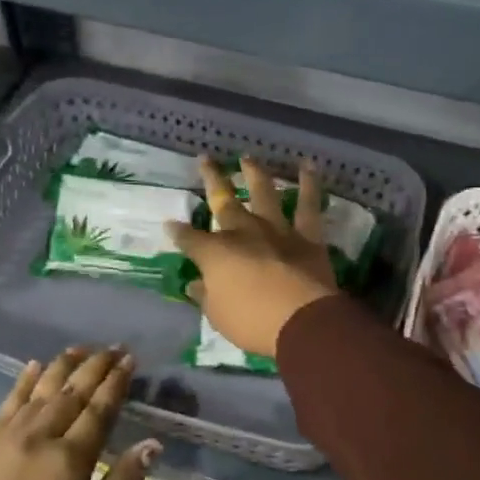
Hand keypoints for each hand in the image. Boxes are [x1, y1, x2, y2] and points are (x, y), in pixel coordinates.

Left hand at [0, 347, 158, 479]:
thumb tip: (150, 444)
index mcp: (70, 460)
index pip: (100, 409)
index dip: (116, 382)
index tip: (130, 359)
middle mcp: (40, 437)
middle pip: (73, 392)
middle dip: (96, 366)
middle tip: (115, 347)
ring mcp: (8, 437)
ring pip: (42, 389)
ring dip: (63, 365)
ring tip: (82, 348)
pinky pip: (9, 401)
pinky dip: (24, 381)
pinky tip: (33, 366)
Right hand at [166, 155, 337, 358]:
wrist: (301, 320)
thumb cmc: (251, 322)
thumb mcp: (218, 315)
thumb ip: (206, 295)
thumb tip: (195, 284)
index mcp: (215, 253)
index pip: (189, 239)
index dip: (178, 231)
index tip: (170, 224)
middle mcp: (243, 233)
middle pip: (224, 201)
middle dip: (212, 180)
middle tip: (205, 159)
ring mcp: (276, 230)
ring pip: (264, 193)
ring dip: (255, 174)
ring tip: (248, 157)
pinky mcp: (308, 236)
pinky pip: (308, 205)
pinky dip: (310, 183)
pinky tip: (307, 165)